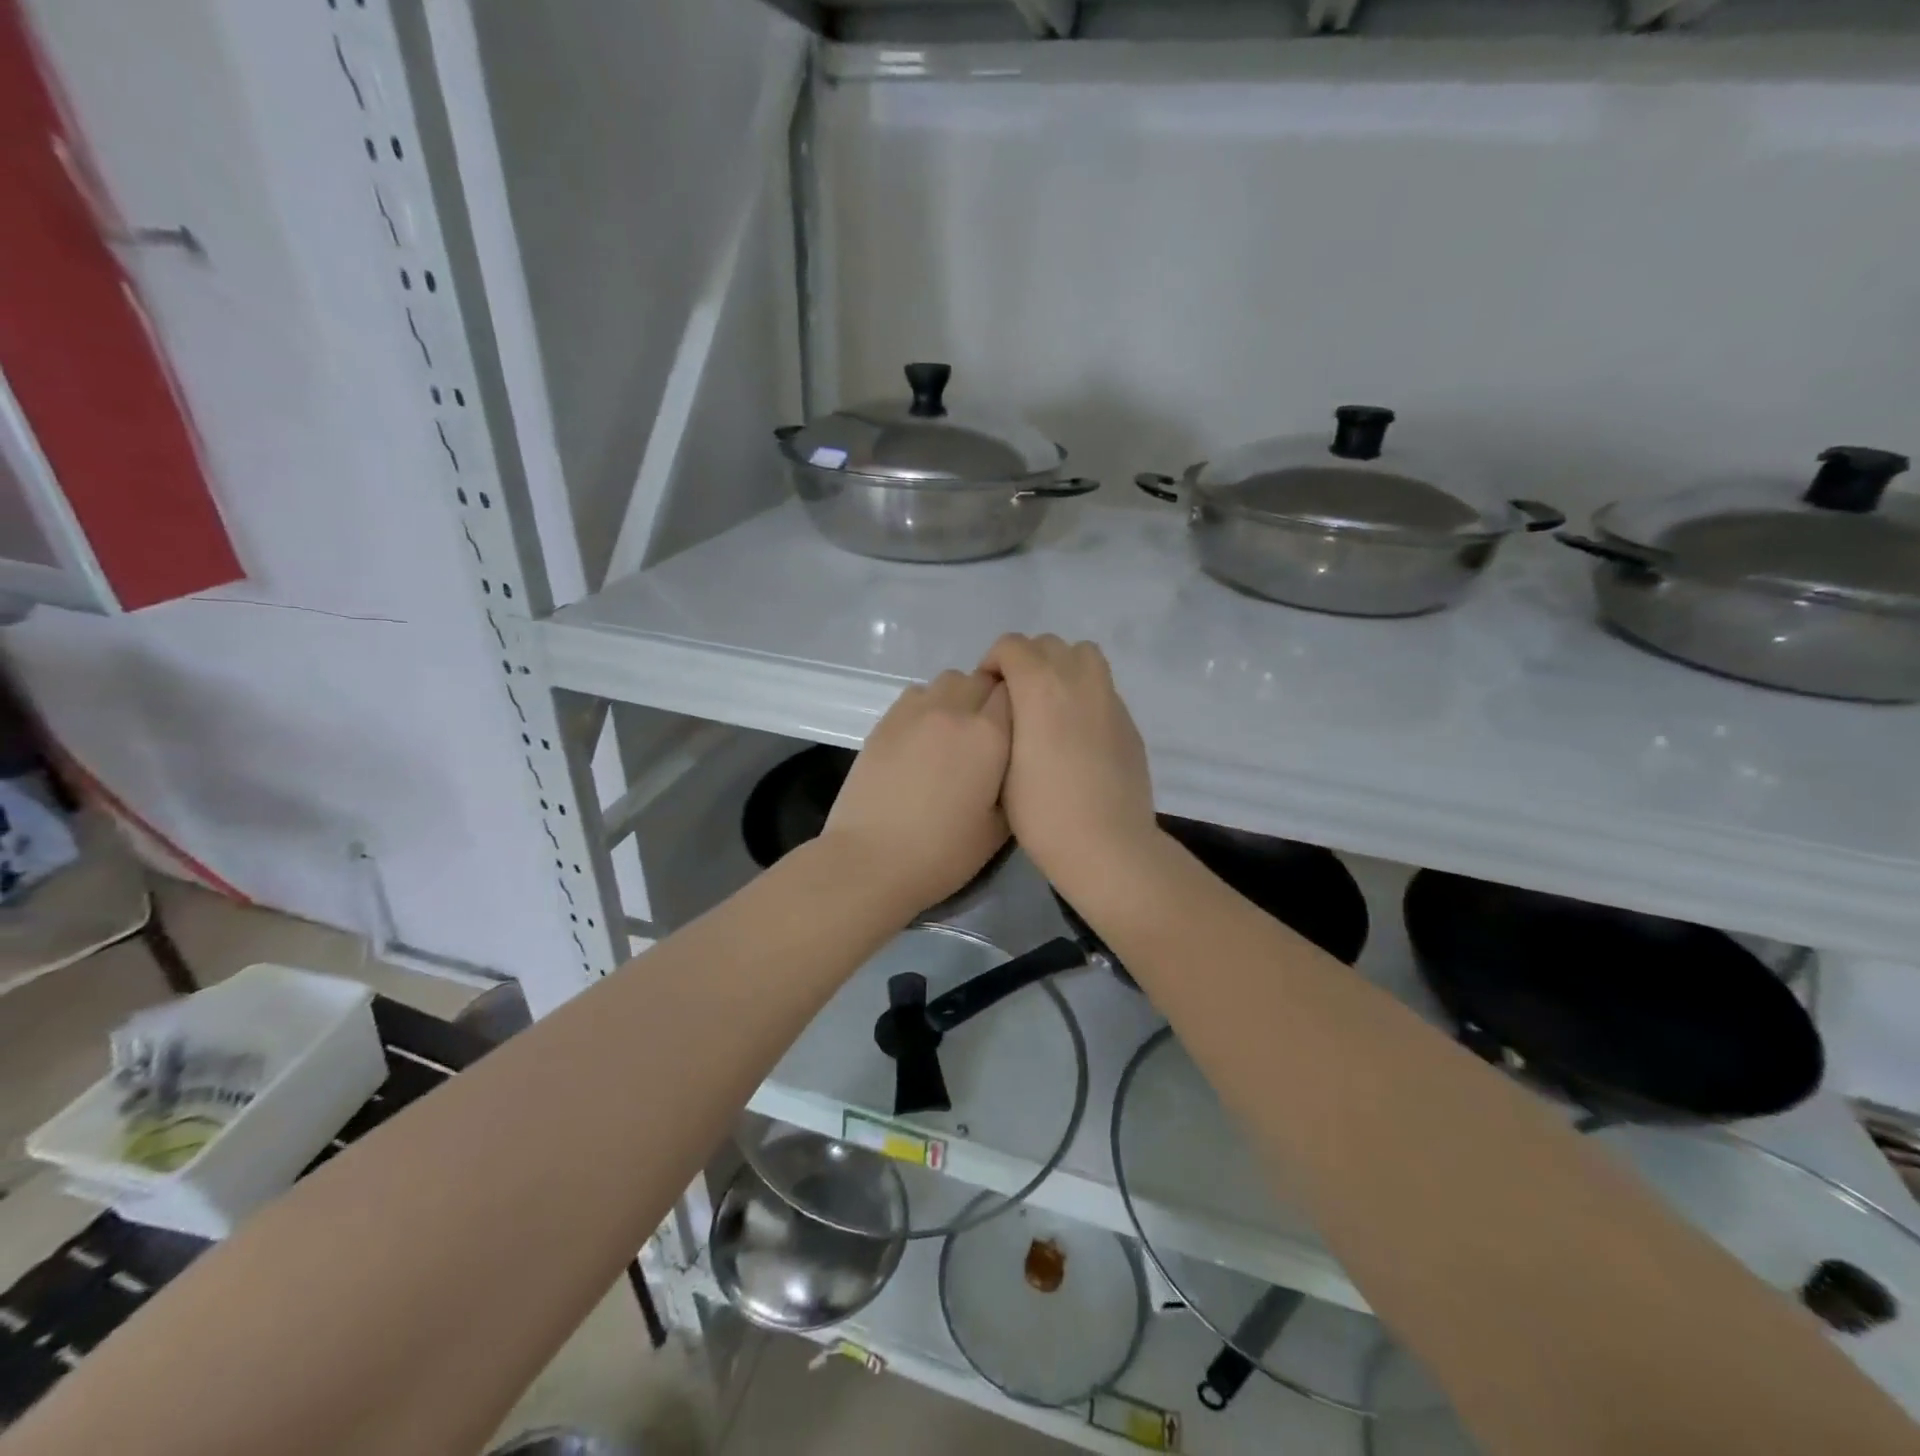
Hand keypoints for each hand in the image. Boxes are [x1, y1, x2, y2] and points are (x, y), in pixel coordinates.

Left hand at [822, 669, 1011, 912]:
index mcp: (989, 734)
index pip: (1016, 691)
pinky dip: (928, 705)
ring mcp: (915, 711)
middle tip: (990, 734)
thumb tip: (1012, 759)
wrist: (871, 860)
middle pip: (983, 679)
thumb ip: (1013, 781)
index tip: (1020, 730)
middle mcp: (954, 709)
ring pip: (949, 680)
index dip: (1022, 706)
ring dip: (960, 697)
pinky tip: (923, 738)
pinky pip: (917, 694)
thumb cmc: (942, 853)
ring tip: (955, 733)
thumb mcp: (1000, 827)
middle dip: (992, 697)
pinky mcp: (885, 720)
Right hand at [977, 634, 1159, 893]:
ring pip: (1083, 655)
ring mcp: (1108, 697)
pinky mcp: (1128, 720)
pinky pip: (1102, 687)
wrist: (1104, 842)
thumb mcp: (1001, 762)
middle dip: (1026, 661)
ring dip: (1061, 666)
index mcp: (1039, 685)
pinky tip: (1076, 732)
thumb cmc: (1040, 809)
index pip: (1011, 645)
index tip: (987, 691)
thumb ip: (1003, 719)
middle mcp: (1077, 679)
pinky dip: (1084, 694)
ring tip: (1049, 703)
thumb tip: (1008, 705)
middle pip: (1048, 644)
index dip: (993, 661)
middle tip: (1015, 698)